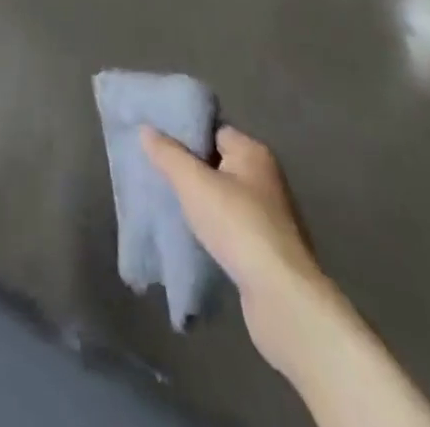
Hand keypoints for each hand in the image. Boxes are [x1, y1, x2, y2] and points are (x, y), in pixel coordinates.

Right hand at [141, 124, 338, 372]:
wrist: (283, 299)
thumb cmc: (238, 226)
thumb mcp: (193, 182)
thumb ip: (168, 153)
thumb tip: (146, 129)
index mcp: (253, 152)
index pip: (213, 129)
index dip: (185, 134)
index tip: (157, 142)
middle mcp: (266, 178)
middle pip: (217, 162)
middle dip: (189, 169)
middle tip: (158, 172)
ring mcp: (271, 216)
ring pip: (223, 196)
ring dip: (200, 201)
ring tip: (170, 204)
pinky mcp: (268, 249)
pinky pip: (231, 226)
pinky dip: (213, 227)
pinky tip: (193, 235)